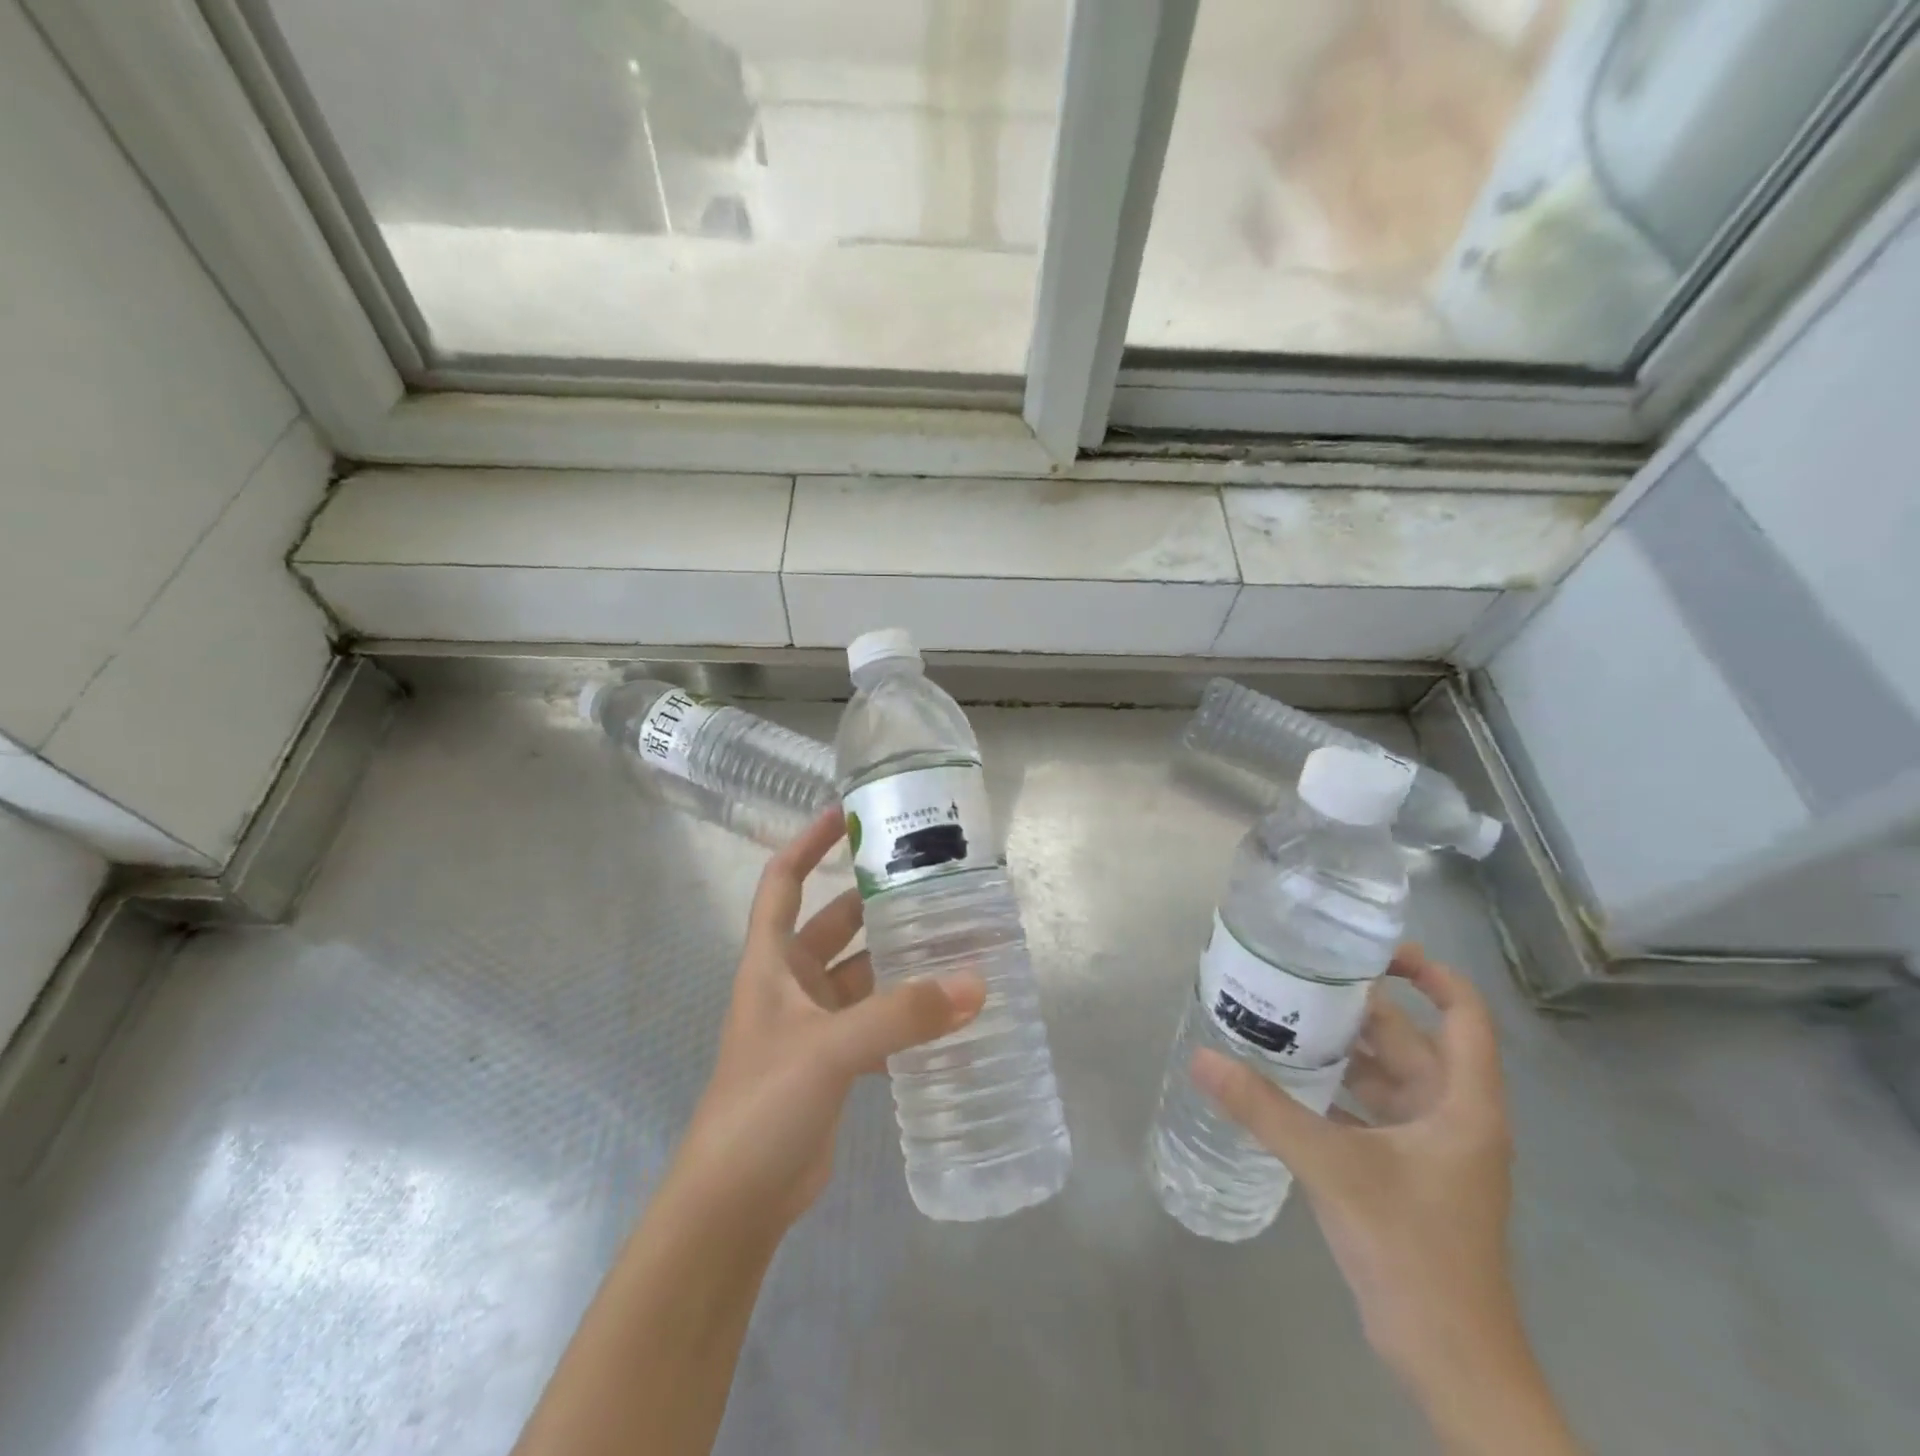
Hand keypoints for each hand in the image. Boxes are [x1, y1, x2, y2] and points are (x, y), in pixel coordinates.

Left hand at [668, 808, 986, 1234]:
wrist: (734, 1203)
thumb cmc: (762, 1105)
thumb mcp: (829, 1049)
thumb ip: (902, 1015)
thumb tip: (976, 984)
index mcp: (770, 962)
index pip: (783, 881)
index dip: (809, 841)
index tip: (849, 812)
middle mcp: (789, 984)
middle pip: (835, 924)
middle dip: (876, 901)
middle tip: (931, 881)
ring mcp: (812, 1026)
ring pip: (862, 975)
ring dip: (900, 962)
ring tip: (955, 941)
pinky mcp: (833, 1063)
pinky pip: (876, 1022)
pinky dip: (906, 1015)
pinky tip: (948, 1012)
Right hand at [1192, 947, 1523, 1395]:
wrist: (1449, 1362)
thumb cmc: (1413, 1254)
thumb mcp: (1335, 1170)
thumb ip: (1266, 1111)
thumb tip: (1202, 1058)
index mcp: (1462, 1104)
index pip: (1463, 1014)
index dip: (1427, 972)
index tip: (1368, 948)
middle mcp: (1451, 1114)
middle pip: (1408, 1039)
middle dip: (1354, 1007)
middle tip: (1291, 977)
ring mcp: (1428, 1146)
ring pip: (1382, 1074)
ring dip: (1337, 1048)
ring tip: (1277, 1017)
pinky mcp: (1403, 1172)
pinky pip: (1365, 1109)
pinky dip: (1331, 1089)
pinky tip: (1283, 1080)